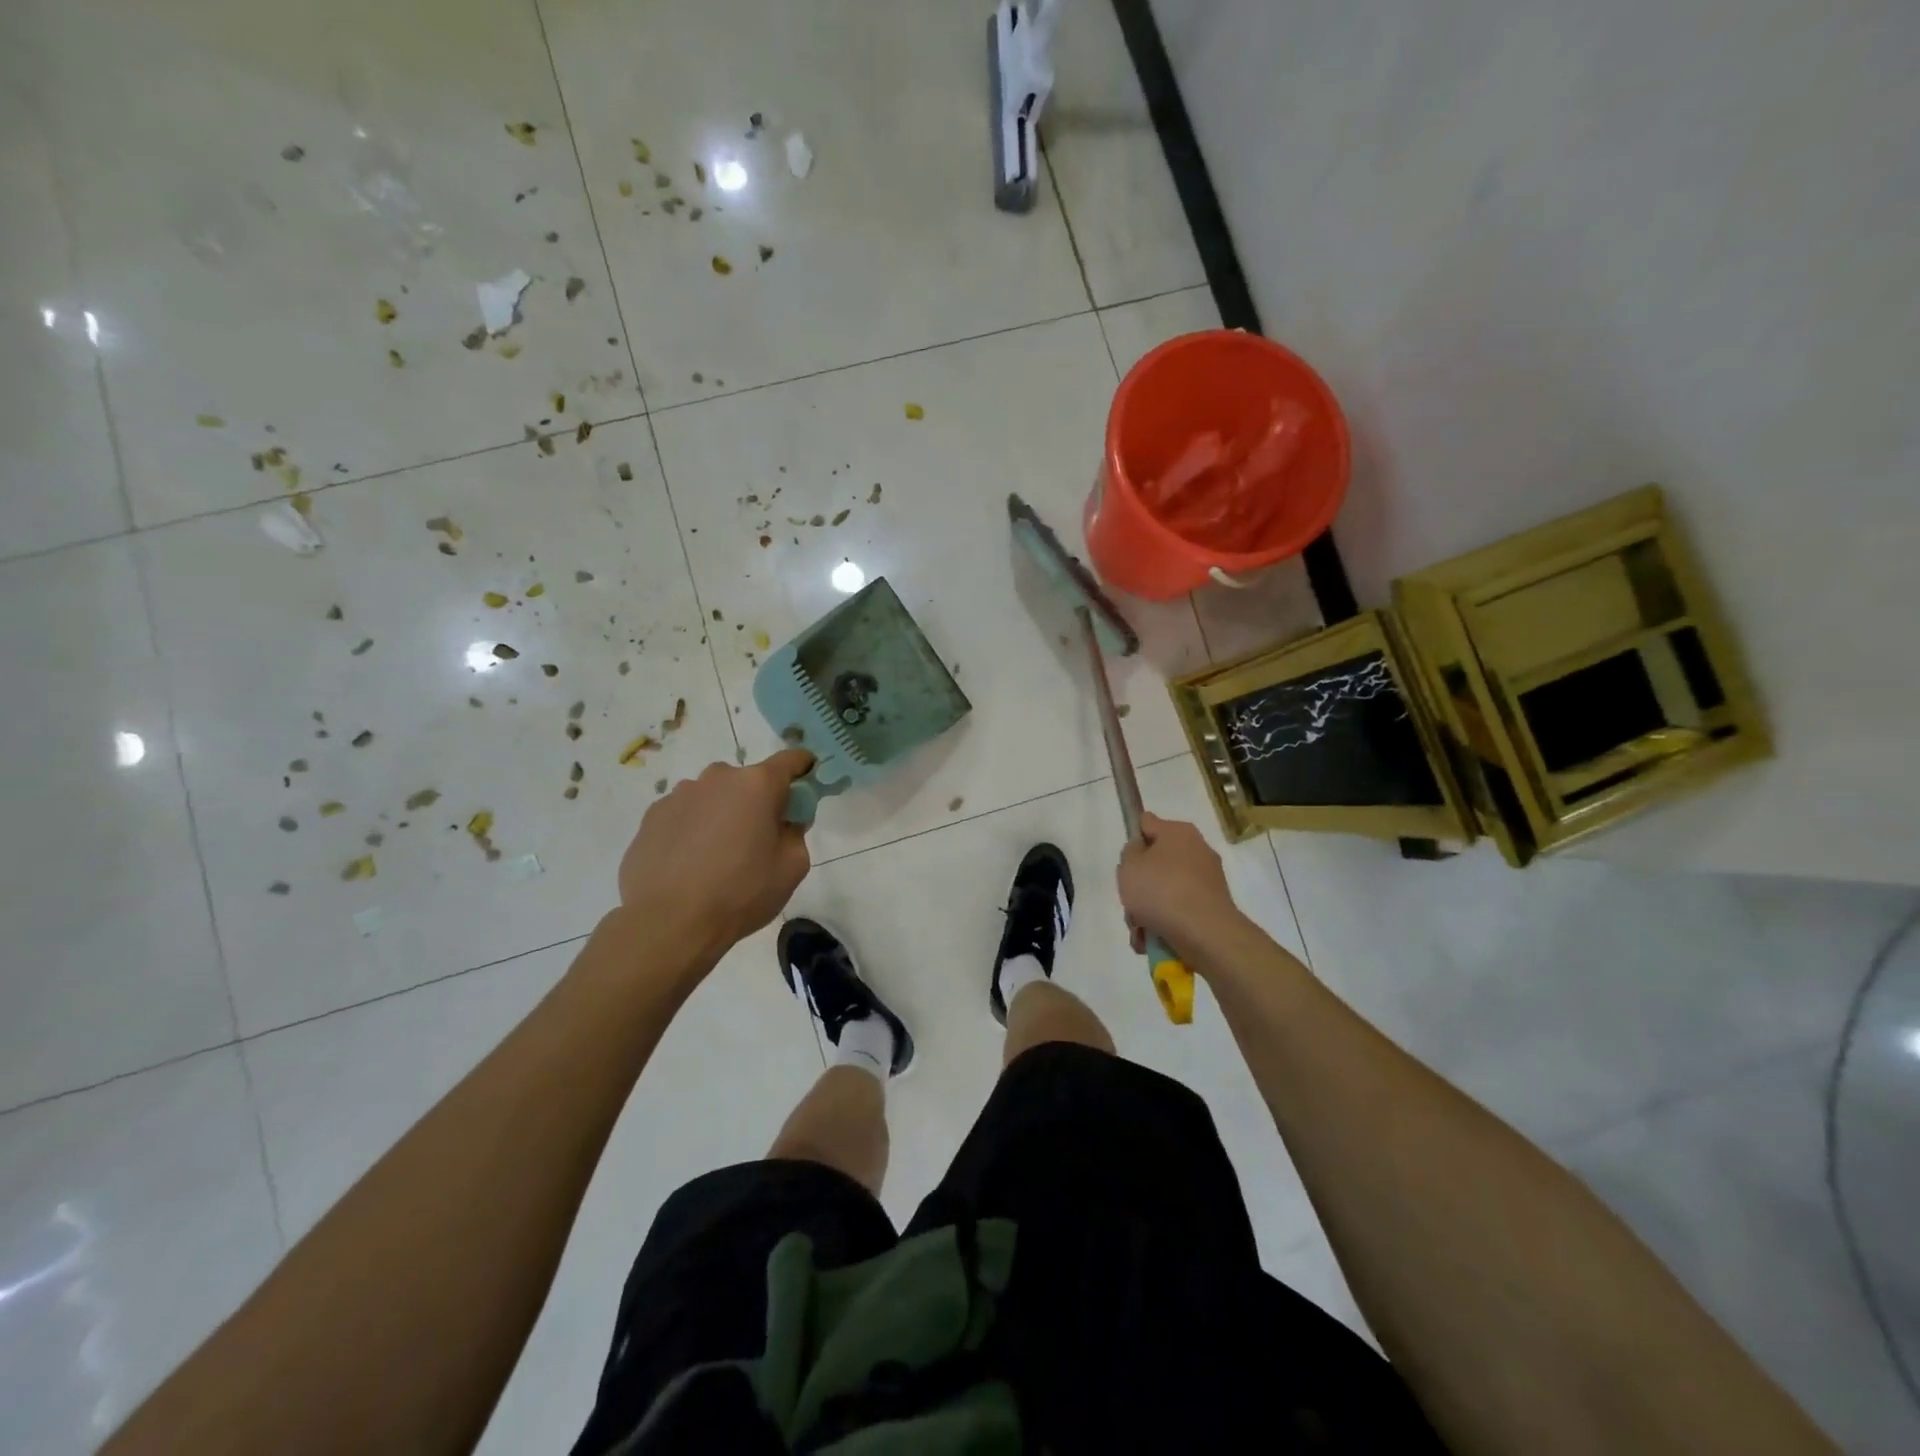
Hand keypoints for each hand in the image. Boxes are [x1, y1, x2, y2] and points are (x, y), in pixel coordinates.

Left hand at [618, 749, 813, 957]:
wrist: (668, 923)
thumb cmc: (740, 893)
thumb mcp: (791, 867)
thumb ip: (796, 832)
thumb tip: (785, 820)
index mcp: (757, 785)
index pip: (790, 760)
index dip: (803, 767)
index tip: (807, 781)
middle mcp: (717, 778)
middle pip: (748, 781)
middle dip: (757, 801)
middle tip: (757, 839)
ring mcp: (679, 794)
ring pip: (713, 797)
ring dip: (721, 814)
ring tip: (716, 857)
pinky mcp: (652, 816)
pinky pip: (684, 814)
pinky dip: (692, 829)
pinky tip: (688, 864)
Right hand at [1117, 813, 1239, 955]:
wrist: (1205, 933)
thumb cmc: (1161, 890)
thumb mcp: (1129, 865)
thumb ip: (1130, 852)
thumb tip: (1142, 852)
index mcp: (1178, 832)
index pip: (1147, 824)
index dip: (1132, 839)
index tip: (1125, 862)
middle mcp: (1197, 850)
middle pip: (1155, 863)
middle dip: (1139, 885)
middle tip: (1130, 901)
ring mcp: (1207, 880)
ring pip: (1165, 890)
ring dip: (1147, 910)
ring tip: (1140, 931)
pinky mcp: (1212, 907)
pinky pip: (1179, 910)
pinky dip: (1165, 923)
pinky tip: (1152, 941)